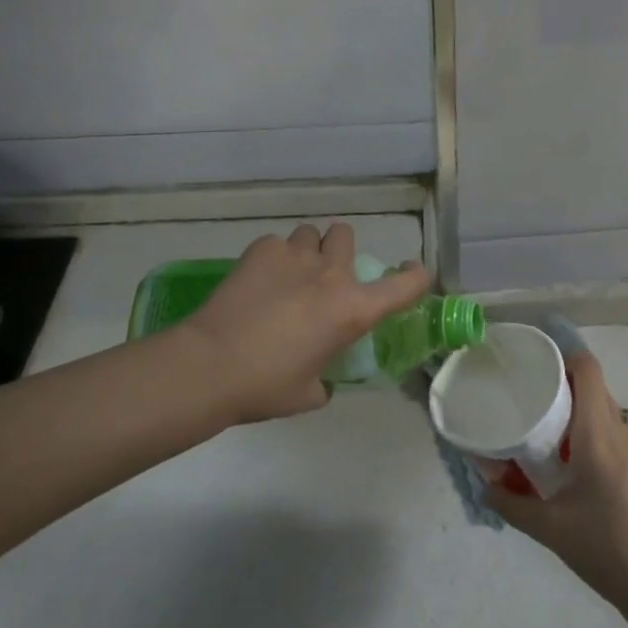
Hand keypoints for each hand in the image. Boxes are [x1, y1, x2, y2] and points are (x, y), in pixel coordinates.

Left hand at [181, 222, 428, 423]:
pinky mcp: (262, 249)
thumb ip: (325, 378)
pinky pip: (276, 245)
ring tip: (287, 276)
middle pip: (346, 236)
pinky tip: (256, 282)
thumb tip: (321, 376)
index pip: (405, 284)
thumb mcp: (308, 393)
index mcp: (352, 310)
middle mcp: (331, 274)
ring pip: (310, 234)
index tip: (412, 274)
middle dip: (338, 252)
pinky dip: (272, 259)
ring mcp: (296, 255)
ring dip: (306, 252)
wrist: (212, 364)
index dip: (416, 276)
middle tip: (322, 277)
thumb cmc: (265, 387)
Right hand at [487, 352, 627, 608]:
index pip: (587, 368)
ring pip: (599, 405)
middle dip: (559, 378)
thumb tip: (484, 487)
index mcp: (597, 433)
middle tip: (525, 389)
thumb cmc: (608, 548)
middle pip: (591, 383)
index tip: (531, 362)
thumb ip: (513, 505)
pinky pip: (605, 428)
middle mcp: (616, 430)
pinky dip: (582, 426)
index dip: (561, 354)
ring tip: (537, 417)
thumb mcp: (551, 529)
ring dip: (571, 403)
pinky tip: (560, 454)